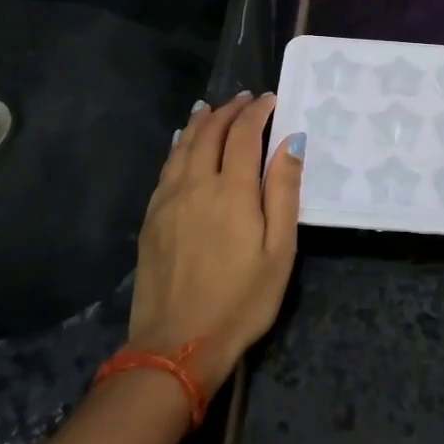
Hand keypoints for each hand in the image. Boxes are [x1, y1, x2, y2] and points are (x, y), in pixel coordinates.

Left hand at [128, 92, 303, 396]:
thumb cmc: (241, 299)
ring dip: (201, 122)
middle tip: (244, 100)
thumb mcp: (279, 251)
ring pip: (184, 146)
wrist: (177, 344)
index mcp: (233, 190)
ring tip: (211, 108)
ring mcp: (169, 200)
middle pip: (210, 133)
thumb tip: (291, 141)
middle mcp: (197, 184)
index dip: (256, 112)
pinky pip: (166, 167)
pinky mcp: (152, 218)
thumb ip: (284, 192)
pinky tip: (182, 143)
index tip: (269, 100)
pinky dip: (179, 145)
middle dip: (229, 111)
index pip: (244, 134)